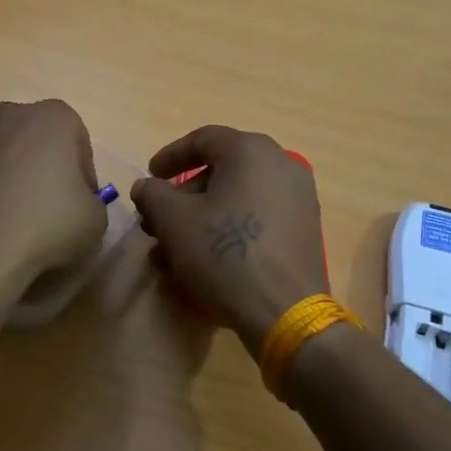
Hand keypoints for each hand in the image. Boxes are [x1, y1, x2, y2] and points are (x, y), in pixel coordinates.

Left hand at [0, 100, 107, 289]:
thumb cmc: (47, 224)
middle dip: (43, 168)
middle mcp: (9, 114)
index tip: (79, 204)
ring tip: (12, 219)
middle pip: (36, 140)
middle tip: (48, 209)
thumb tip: (75, 203)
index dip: (82, 176)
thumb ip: (91, 201)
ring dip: (9, 177)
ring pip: (1, 153)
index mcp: (54, 117)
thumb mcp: (96, 219)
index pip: (78, 142)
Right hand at [130, 126, 327, 349]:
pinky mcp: (304, 231)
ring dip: (202, 220)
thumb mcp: (173, 220)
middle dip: (183, 197)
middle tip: (158, 221)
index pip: (203, 139)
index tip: (149, 177)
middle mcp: (282, 165)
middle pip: (221, 171)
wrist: (284, 310)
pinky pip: (258, 220)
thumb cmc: (224, 253)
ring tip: (173, 252)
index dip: (170, 157)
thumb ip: (153, 194)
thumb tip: (146, 187)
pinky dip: (228, 231)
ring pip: (237, 200)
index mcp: (251, 151)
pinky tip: (205, 263)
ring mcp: (299, 200)